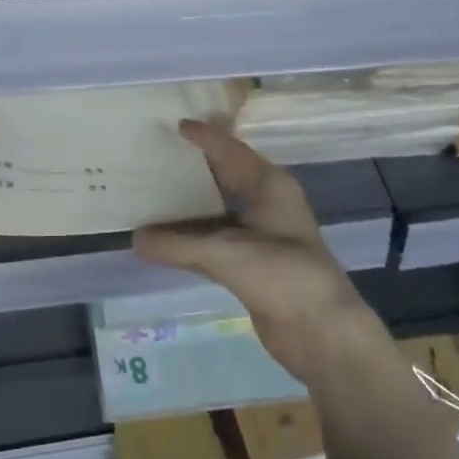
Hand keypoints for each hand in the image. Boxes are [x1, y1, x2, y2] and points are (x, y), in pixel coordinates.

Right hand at [135, 119, 392, 386]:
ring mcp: (260, 235)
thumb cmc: (282, 274)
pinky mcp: (252, 265)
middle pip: (222, 176)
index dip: (203, 136)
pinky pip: (213, 242)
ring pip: (215, 211)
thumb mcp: (226, 253)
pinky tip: (163, 241)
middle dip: (192, 167)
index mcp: (268, 184)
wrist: (324, 333)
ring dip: (186, 208)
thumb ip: (177, 245)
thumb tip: (134, 239)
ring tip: (150, 194)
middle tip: (155, 154)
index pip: (229, 149)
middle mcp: (265, 203)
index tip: (173, 125)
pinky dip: (190, 240)